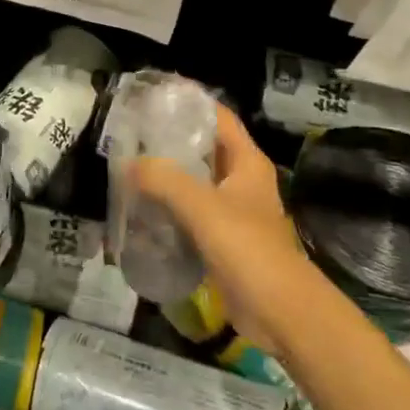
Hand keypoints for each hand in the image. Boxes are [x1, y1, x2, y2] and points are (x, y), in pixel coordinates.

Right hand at [128, 105, 320, 351]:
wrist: (282, 314)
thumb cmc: (249, 249)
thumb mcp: (203, 207)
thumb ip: (164, 180)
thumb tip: (129, 164)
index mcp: (247, 162)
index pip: (218, 117)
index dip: (188, 102)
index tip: (152, 95)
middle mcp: (241, 180)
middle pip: (203, 148)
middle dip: (169, 139)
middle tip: (130, 132)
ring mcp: (232, 211)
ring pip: (194, 181)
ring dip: (165, 175)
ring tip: (127, 166)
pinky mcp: (222, 239)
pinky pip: (189, 212)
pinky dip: (168, 207)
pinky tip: (141, 207)